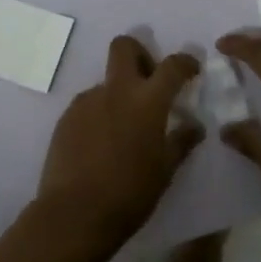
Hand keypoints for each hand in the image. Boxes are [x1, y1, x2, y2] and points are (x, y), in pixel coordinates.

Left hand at [33, 35, 203, 254]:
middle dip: (140, 53)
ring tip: (124, 128)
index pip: (172, 66)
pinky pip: (89, 104)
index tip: (190, 70)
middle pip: (124, 47)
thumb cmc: (129, 194)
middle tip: (149, 80)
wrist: (74, 215)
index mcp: (147, 101)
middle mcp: (116, 91)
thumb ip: (181, 141)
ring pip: (106, 81)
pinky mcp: (66, 118)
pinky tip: (101, 144)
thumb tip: (194, 126)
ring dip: (119, 92)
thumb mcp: (165, 170)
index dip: (185, 62)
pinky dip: (100, 113)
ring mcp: (87, 102)